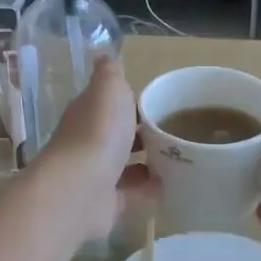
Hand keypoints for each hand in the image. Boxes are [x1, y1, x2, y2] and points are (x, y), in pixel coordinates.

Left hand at [38, 57, 158, 241]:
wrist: (81, 188)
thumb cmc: (98, 131)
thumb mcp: (109, 89)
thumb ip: (110, 73)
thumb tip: (103, 55)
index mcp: (87, 113)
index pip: (109, 104)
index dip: (131, 102)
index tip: (159, 103)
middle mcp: (87, 143)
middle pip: (118, 135)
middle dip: (142, 134)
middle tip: (176, 133)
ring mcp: (96, 176)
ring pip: (125, 166)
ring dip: (147, 163)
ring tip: (179, 159)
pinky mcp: (106, 204)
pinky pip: (132, 195)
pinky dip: (149, 191)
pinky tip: (172, 186)